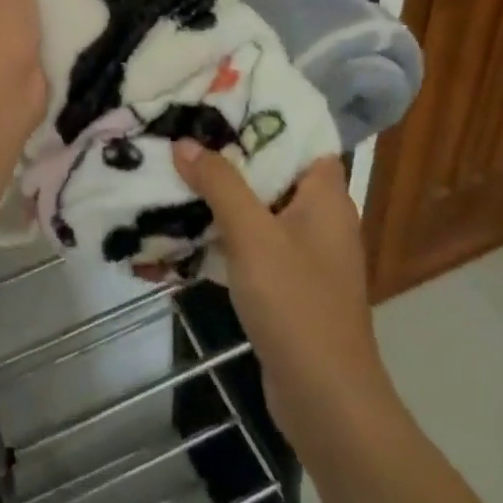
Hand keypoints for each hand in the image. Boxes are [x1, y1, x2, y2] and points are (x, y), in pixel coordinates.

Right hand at [175, 144, 396, 463]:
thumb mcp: (253, 236)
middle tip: (185, 131)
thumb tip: (185, 142)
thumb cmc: (296, 304)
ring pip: (258, 208)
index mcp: (326, 197)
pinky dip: (224, 233)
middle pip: (273, 171)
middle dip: (230, 154)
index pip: (301, 139)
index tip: (221, 101)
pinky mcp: (287, 284)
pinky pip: (252, 244)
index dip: (265, 116)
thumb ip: (220, 184)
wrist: (325, 401)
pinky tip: (184, 227)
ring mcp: (304, 254)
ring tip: (176, 169)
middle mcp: (320, 218)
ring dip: (222, 195)